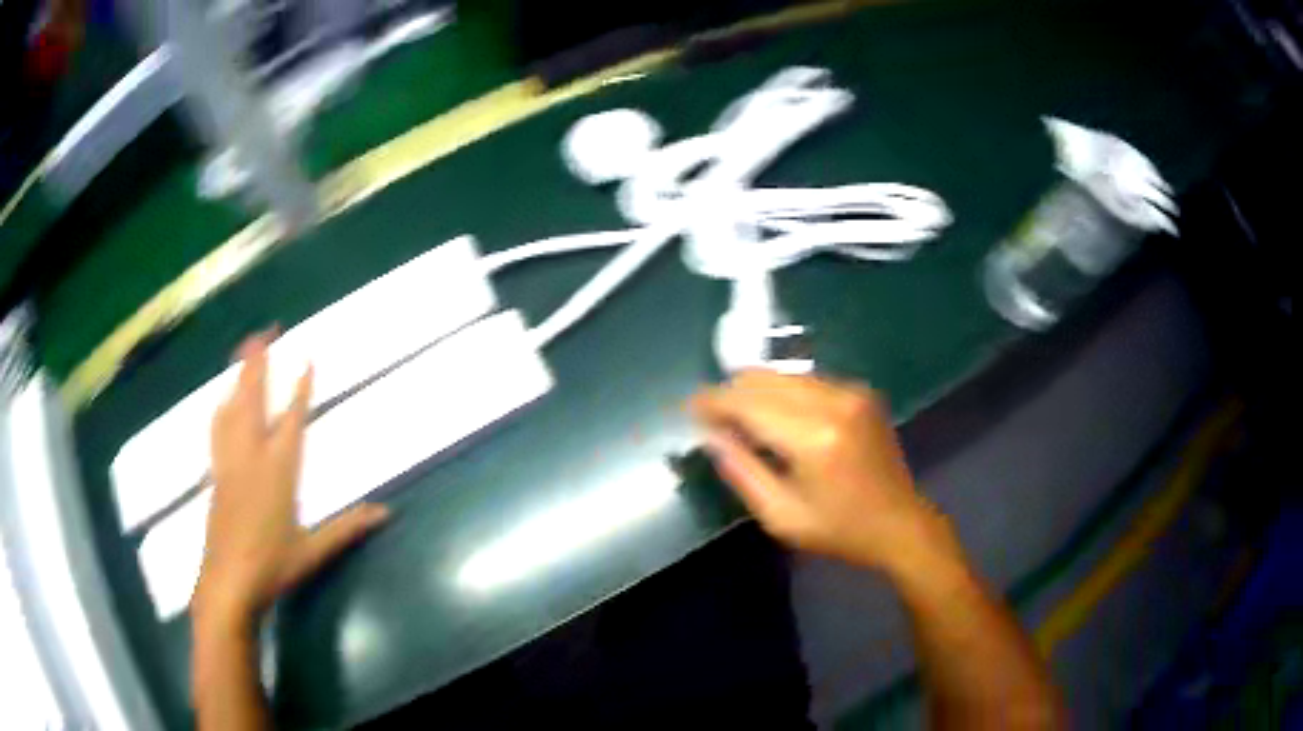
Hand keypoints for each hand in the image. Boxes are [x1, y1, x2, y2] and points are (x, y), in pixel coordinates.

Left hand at [194, 331, 388, 627]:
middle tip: (263, 331)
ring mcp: (228, 462)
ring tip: (243, 353)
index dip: (299, 388)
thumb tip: (387, 513)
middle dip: (257, 362)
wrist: (227, 583)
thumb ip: (347, 528)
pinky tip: (223, 403)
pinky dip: (222, 406)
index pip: (291, 420)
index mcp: (278, 471)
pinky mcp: (215, 473)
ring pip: (231, 408)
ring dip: (238, 377)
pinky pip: (218, 428)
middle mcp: (250, 457)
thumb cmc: (272, 566)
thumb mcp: (313, 551)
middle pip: (252, 399)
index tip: (305, 357)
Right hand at [690, 370, 956, 571]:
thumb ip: (741, 470)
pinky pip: (807, 380)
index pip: (749, 403)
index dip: (713, 402)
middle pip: (765, 379)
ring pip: (784, 375)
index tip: (689, 408)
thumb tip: (710, 435)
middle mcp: (834, 402)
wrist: (900, 524)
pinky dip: (783, 393)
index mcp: (814, 438)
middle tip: (710, 416)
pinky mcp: (861, 391)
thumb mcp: (781, 515)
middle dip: (731, 393)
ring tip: (739, 418)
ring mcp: (852, 391)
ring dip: (756, 392)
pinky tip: (776, 418)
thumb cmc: (839, 530)